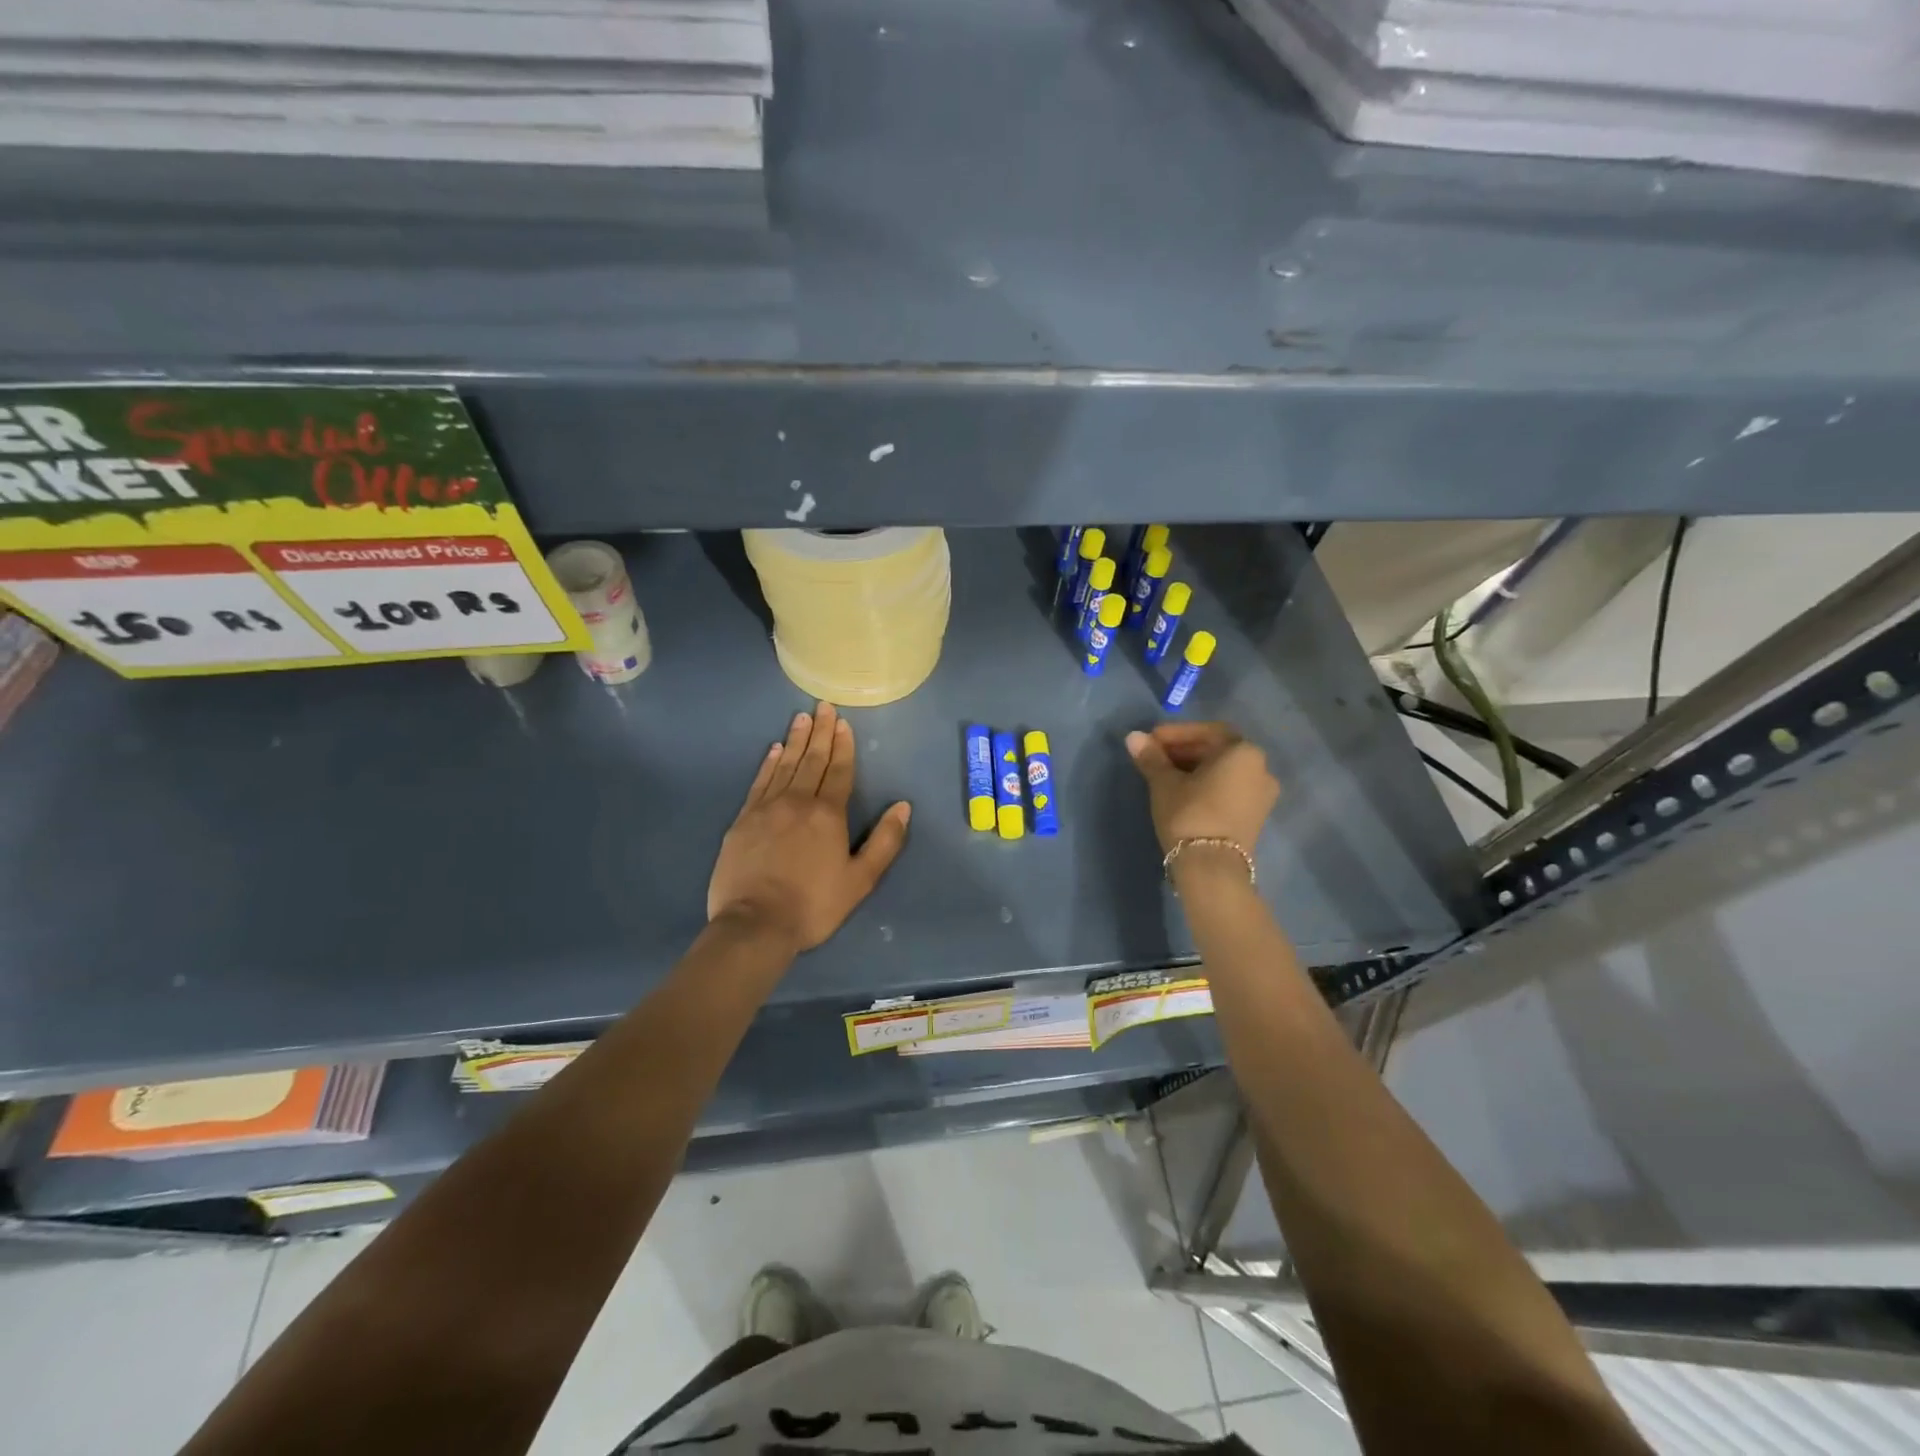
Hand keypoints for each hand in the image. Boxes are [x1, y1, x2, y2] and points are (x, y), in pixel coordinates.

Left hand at [708, 702, 911, 952]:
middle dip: (820, 733)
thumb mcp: (860, 880)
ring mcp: (766, 808)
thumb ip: (885, 841)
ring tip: (801, 718)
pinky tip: (773, 751)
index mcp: (828, 814)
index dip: (843, 746)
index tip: (843, 723)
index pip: (838, 771)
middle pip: (811, 760)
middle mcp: (797, 802)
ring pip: (785, 765)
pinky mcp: (743, 820)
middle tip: (823, 707)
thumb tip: (902, 806)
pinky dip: (768, 763)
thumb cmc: (814, 905)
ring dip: (795, 740)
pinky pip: (759, 782)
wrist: (755, 924)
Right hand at [1125, 722, 1278, 867]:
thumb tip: (1133, 736)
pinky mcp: (1256, 815)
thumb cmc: (1189, 814)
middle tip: (1155, 757)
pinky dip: (1208, 784)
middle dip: (1185, 750)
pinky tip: (1183, 792)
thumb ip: (1151, 757)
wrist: (1212, 867)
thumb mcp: (1164, 783)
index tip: (1151, 741)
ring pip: (1224, 770)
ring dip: (1195, 767)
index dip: (1176, 733)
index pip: (1207, 731)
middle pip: (1218, 750)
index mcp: (1243, 752)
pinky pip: (1230, 788)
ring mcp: (1262, 794)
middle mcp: (1261, 768)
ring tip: (1165, 775)